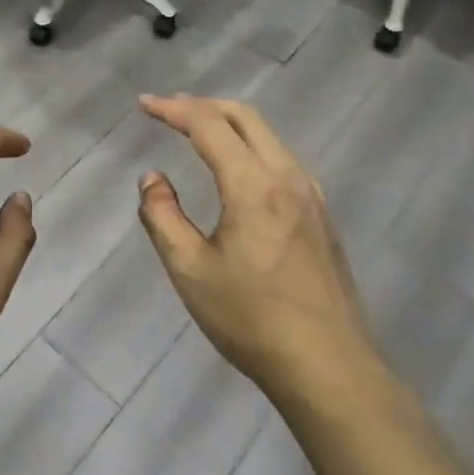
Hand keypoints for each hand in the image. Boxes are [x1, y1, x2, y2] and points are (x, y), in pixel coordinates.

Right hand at [136, 94, 384, 408]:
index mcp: (253, 185)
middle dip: (203, 105)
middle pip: (245, 117)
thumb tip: (152, 179)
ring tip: (198, 131)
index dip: (173, 109)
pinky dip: (251, 146)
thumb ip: (163, 216)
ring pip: (268, 137)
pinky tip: (238, 170)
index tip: (143, 105)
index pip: (208, 126)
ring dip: (229, 124)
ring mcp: (311, 196)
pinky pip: (282, 160)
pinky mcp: (322, 217)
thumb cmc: (251, 319)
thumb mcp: (190, 270)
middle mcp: (287, 177)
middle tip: (168, 109)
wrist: (330, 368)